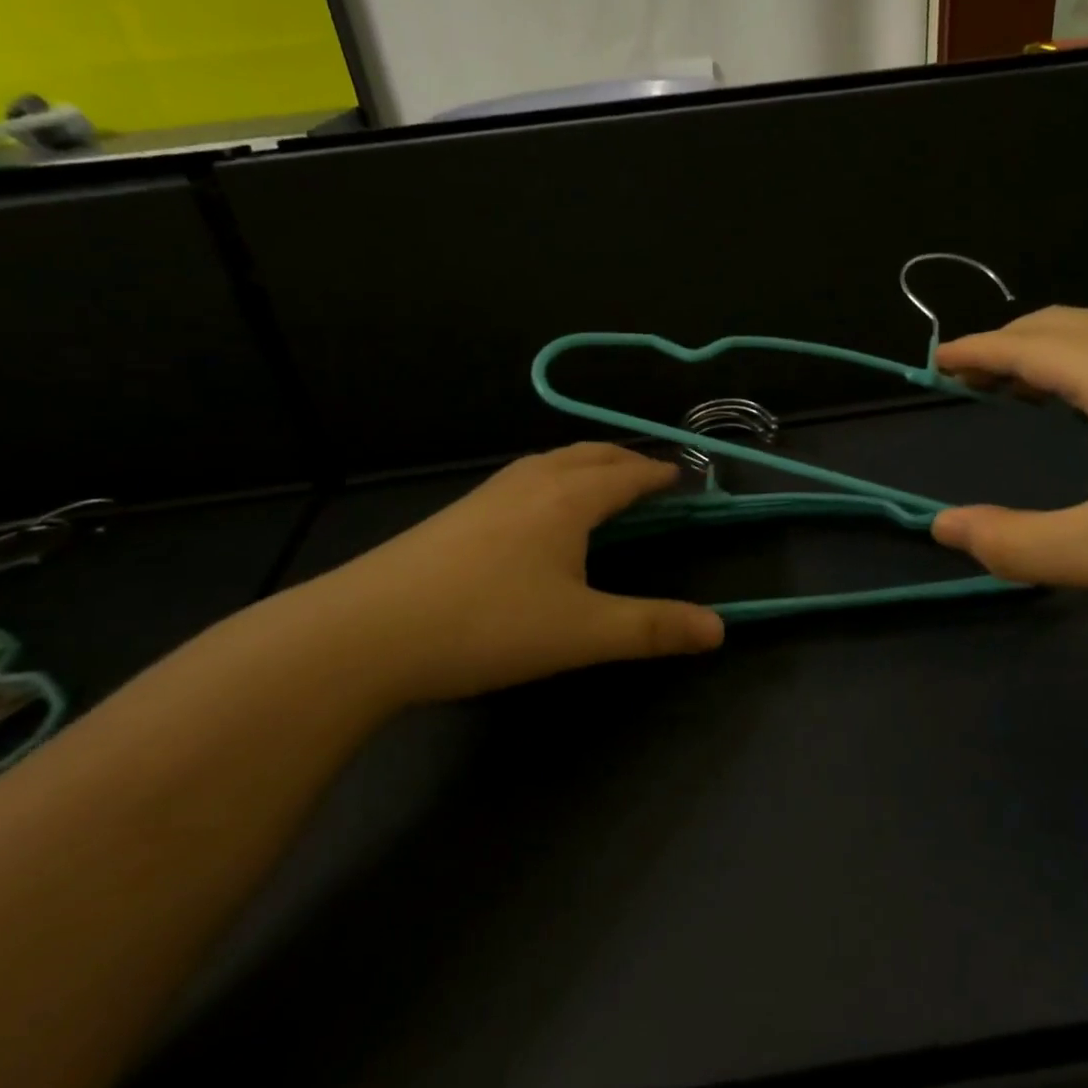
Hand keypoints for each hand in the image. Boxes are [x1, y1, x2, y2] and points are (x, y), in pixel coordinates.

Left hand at [285, 444, 723, 704]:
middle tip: (648, 475)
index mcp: (568, 498)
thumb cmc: (488, 625)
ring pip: (549, 462)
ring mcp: (486, 495)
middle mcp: (530, 482)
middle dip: (624, 460)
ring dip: (585, 465)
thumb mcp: (582, 633)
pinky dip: (551, 480)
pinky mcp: (456, 514)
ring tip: (600, 486)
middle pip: (588, 454)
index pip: (626, 473)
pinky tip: (537, 514)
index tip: (682, 475)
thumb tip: (720, 629)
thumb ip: (652, 628)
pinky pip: (522, 480)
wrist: (368, 632)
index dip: (657, 472)